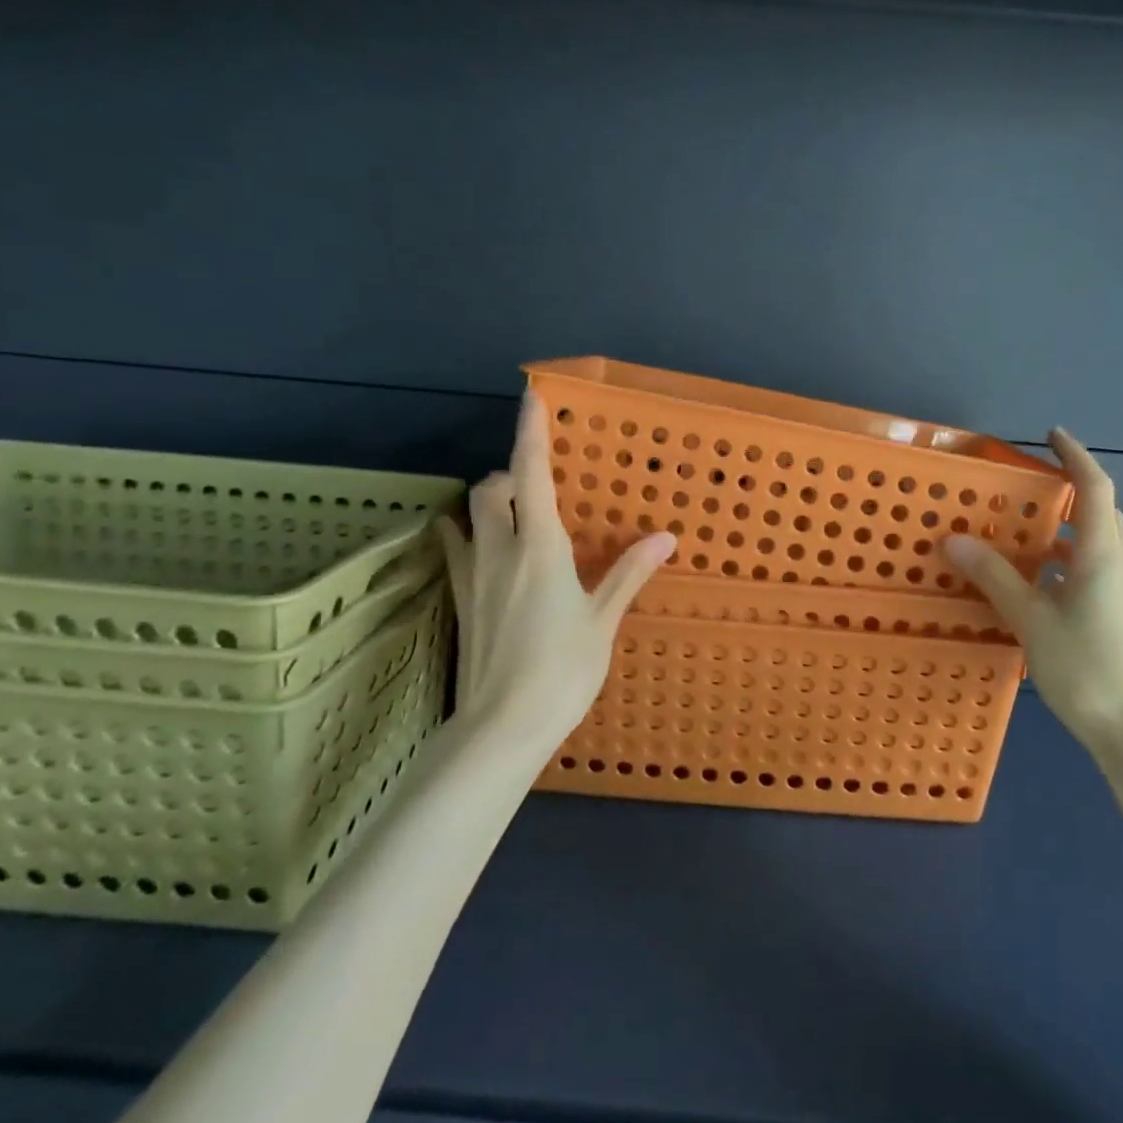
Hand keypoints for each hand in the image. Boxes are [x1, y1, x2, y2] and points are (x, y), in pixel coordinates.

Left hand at [438, 392, 676, 747]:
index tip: (531, 396)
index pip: (533, 474)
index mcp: (540, 547)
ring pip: (470, 515)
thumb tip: (666, 537)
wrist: (501, 726)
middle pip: (492, 488)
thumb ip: (629, 573)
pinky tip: (482, 547)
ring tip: (515, 513)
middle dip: (510, 473)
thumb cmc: (562, 670)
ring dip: (490, 500)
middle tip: (539, 486)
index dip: (532, 432)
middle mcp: (500, 549)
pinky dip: (467, 533)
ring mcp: (473, 575)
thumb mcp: (602, 620)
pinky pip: (457, 550)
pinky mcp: (460, 600)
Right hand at [942, 429, 1122, 756]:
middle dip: (1070, 489)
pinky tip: (1039, 581)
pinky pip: (1094, 568)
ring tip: (1025, 531)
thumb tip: (954, 540)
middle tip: (1030, 483)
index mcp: (1101, 556)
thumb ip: (994, 577)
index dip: (1075, 456)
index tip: (1052, 434)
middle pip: (1100, 512)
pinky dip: (1068, 558)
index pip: (1094, 488)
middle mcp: (1119, 565)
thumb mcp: (1031, 620)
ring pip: (1097, 542)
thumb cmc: (1086, 668)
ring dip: (1066, 527)